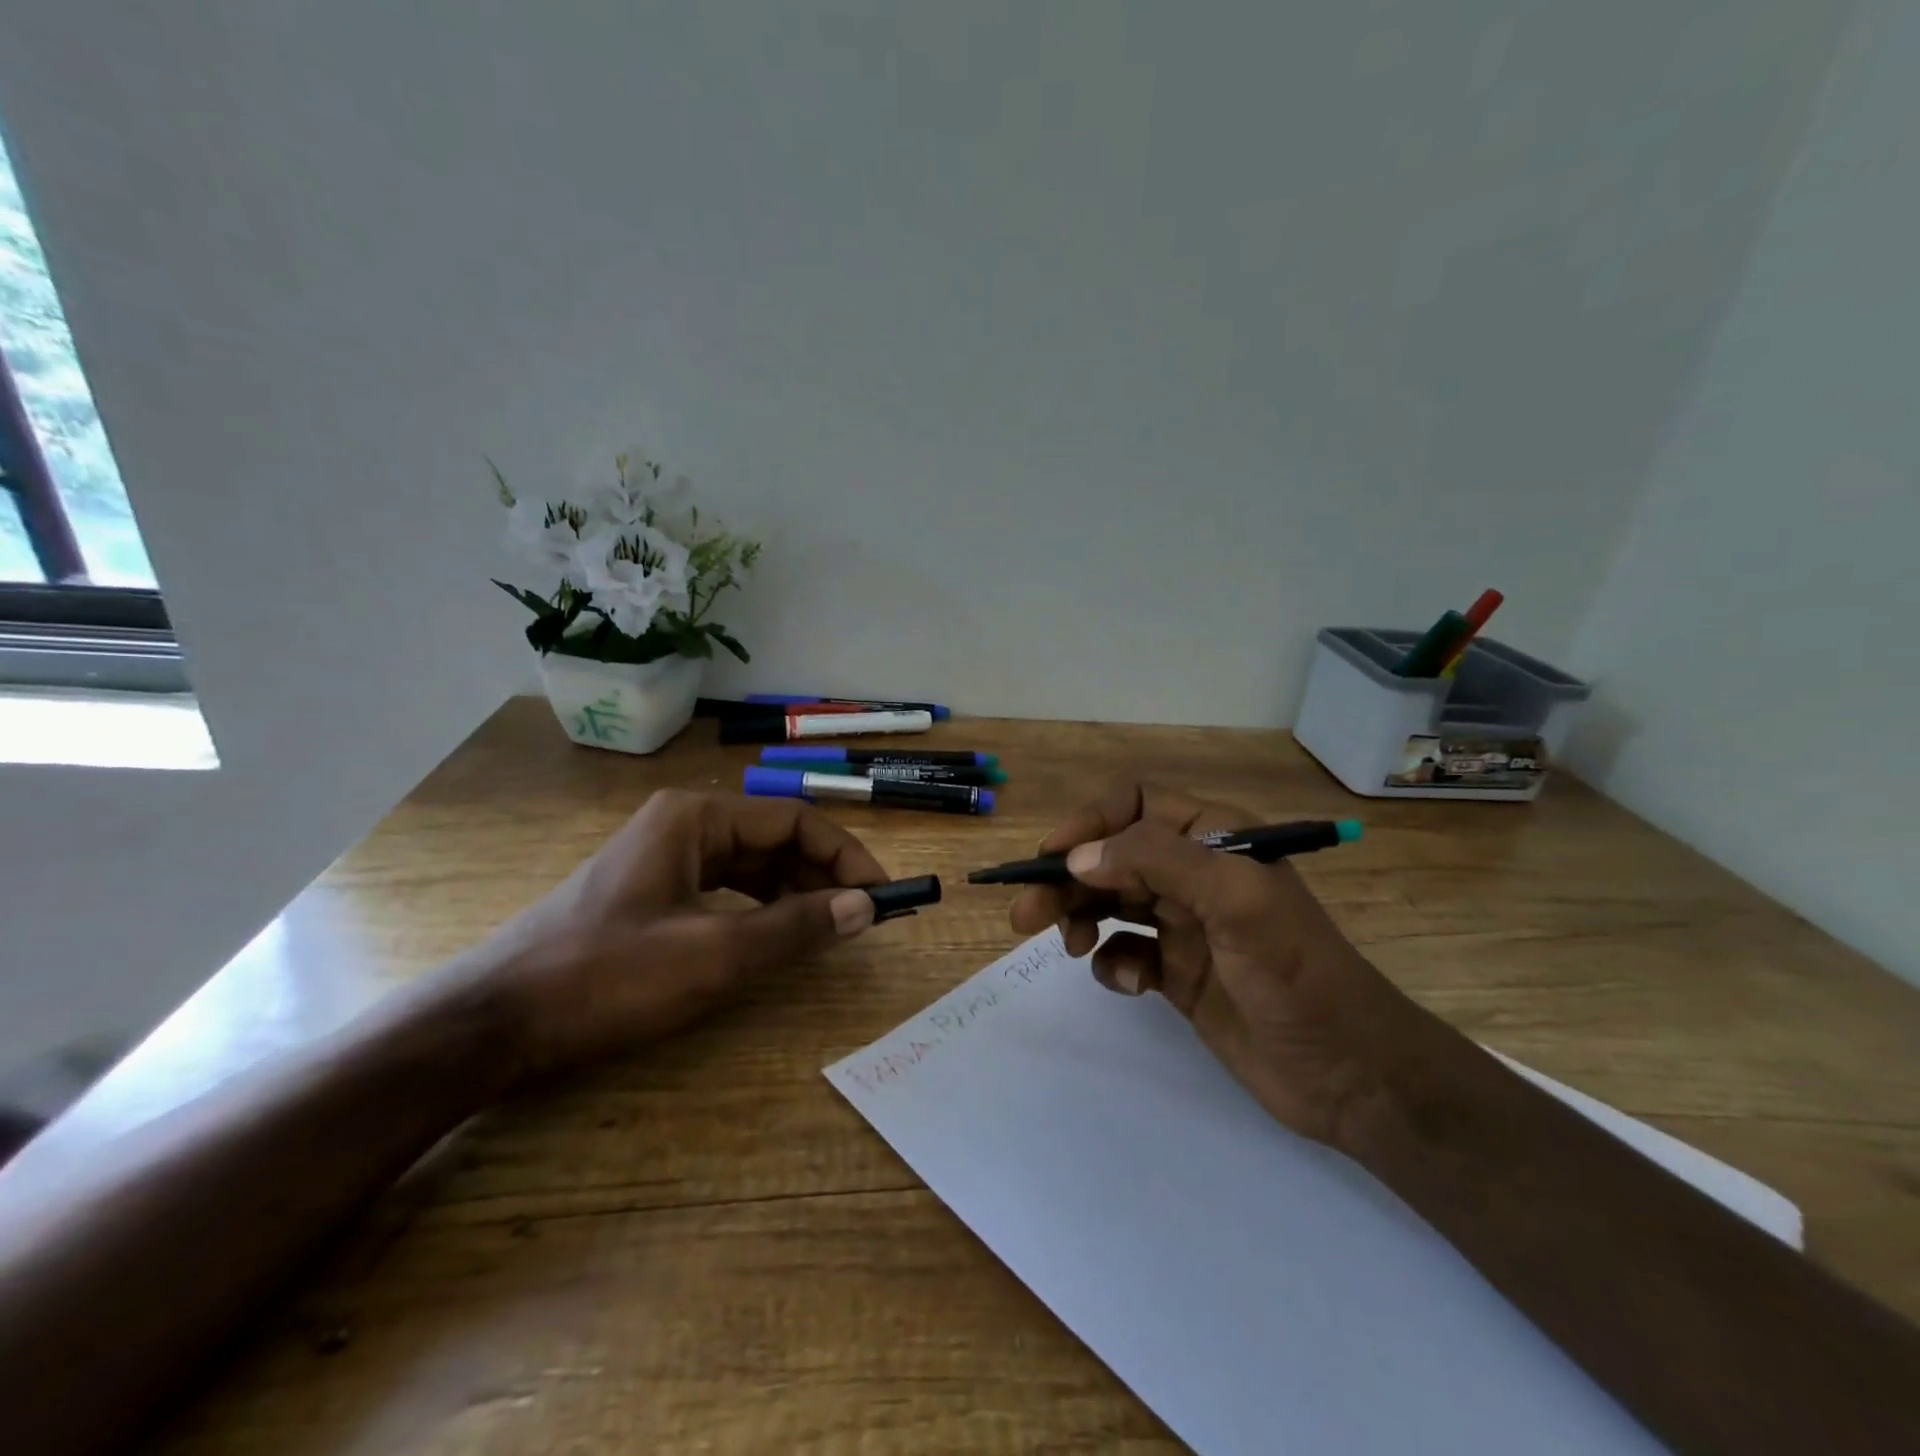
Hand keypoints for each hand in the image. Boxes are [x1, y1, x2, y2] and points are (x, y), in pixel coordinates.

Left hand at [477, 790, 887, 1080]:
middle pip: (774, 839)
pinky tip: (777, 935)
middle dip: (822, 875)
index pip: (795, 820)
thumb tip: (866, 907)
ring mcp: (664, 858)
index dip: (845, 855)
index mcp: (696, 818)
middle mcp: (683, 825)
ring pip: (751, 865)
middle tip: (861, 919)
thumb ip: (795, 928)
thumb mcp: (712, 955)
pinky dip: (760, 908)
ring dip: (795, 892)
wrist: (492, 1024)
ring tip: (829, 929)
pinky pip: (725, 888)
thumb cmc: (605, 978)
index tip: (880, 896)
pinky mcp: (652, 892)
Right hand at [1010, 782, 1425, 1146]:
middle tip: (1026, 915)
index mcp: (1214, 838)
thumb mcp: (1235, 900)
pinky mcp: (1178, 972)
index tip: (1051, 858)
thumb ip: (1156, 862)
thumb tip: (1077, 858)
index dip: (1089, 823)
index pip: (1135, 805)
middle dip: (1066, 879)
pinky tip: (1132, 984)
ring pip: (1110, 903)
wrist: (1351, 1075)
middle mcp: (1194, 874)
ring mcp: (1185, 924)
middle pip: (1111, 857)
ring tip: (1070, 947)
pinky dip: (1116, 964)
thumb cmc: (1297, 974)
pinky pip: (1126, 953)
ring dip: (1080, 917)